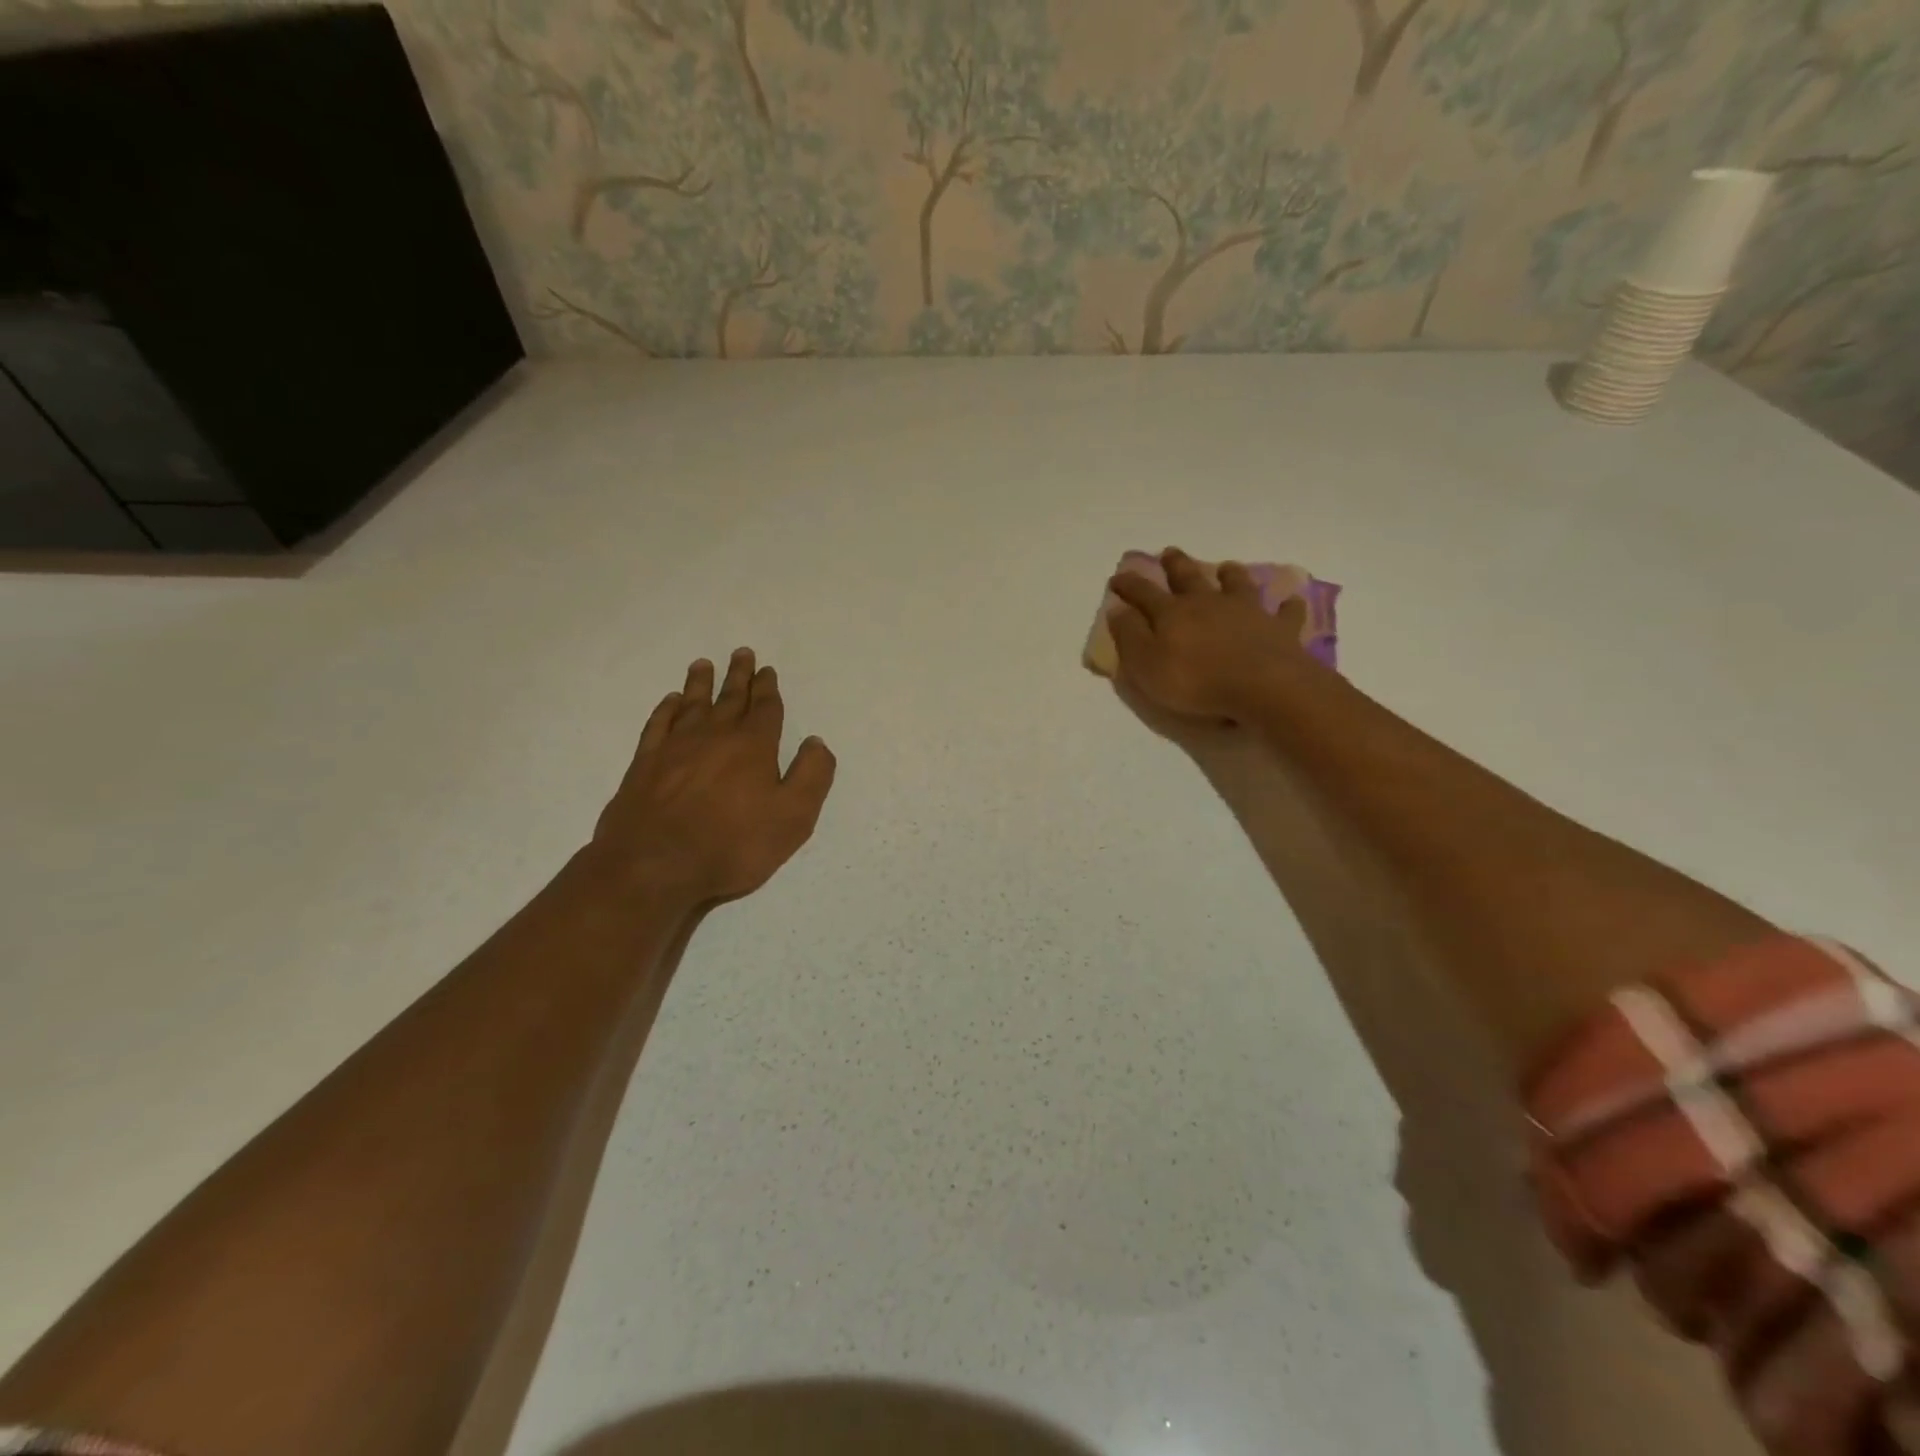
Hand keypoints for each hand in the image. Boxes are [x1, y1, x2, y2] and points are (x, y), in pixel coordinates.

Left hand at [591, 649, 836, 903]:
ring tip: (704, 664)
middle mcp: (715, 736)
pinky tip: (671, 703)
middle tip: (741, 653)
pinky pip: (659, 725)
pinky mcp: (646, 763)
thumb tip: (816, 743)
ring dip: (701, 684)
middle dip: (739, 676)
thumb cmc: (732, 844)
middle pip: (730, 698)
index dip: (767, 688)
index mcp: (753, 746)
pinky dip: (667, 709)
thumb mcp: (793, 817)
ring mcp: (676, 747)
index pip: (765, 708)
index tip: (767, 670)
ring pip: (693, 704)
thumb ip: (811, 776)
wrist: (654, 864)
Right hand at [1108, 548, 1313, 720]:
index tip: (1116, 578)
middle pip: (1189, 577)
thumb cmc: (1195, 681)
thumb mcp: (1146, 664)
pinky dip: (1287, 606)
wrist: (1263, 687)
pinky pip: (1285, 613)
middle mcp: (1208, 603)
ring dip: (1230, 575)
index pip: (1143, 592)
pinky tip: (1290, 601)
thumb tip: (1116, 609)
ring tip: (1227, 567)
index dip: (1128, 585)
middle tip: (1169, 553)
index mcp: (1172, 613)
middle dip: (1176, 565)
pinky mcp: (1279, 628)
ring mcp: (1247, 612)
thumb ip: (1129, 635)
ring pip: (1237, 584)